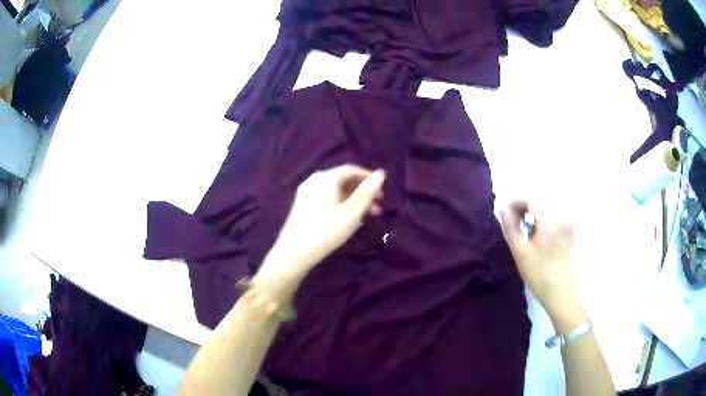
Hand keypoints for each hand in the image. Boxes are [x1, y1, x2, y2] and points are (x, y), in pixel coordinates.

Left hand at [254, 165, 384, 295]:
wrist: (294, 253)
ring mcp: (306, 193)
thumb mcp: (352, 213)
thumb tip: (381, 173)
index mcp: (326, 178)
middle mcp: (314, 180)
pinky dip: (341, 204)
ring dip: (353, 200)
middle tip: (377, 206)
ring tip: (366, 216)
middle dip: (362, 192)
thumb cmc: (326, 231)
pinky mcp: (302, 205)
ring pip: (335, 191)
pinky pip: (326, 198)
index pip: (351, 169)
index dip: (368, 178)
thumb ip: (367, 193)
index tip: (382, 191)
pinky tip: (348, 219)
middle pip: (343, 180)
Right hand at [500, 201, 583, 330]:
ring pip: (547, 211)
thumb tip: (503, 208)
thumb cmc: (538, 274)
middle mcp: (562, 217)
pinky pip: (554, 219)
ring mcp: (568, 224)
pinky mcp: (570, 232)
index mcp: (550, 220)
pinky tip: (539, 239)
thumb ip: (510, 227)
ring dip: (534, 217)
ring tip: (526, 234)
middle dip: (525, 210)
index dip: (516, 204)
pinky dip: (544, 223)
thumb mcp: (520, 251)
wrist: (560, 292)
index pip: (531, 200)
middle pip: (540, 204)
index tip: (506, 215)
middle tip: (514, 225)